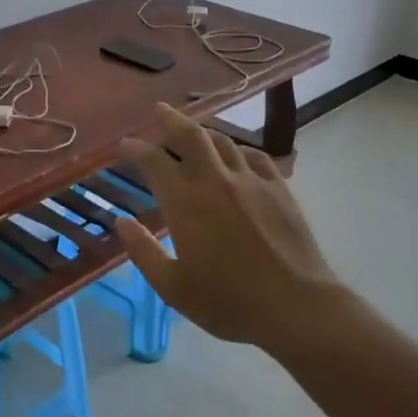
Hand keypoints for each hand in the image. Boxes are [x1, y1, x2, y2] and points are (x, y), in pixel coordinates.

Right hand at [115, 104, 351, 354]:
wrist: (296, 306)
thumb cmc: (229, 302)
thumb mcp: (173, 287)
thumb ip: (143, 251)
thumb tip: (121, 222)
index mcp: (185, 203)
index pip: (154, 162)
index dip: (135, 149)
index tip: (124, 145)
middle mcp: (215, 181)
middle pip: (190, 135)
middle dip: (170, 119)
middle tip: (159, 110)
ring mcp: (251, 181)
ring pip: (223, 141)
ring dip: (203, 133)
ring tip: (193, 132)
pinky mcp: (279, 189)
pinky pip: (255, 156)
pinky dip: (238, 150)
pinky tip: (236, 156)